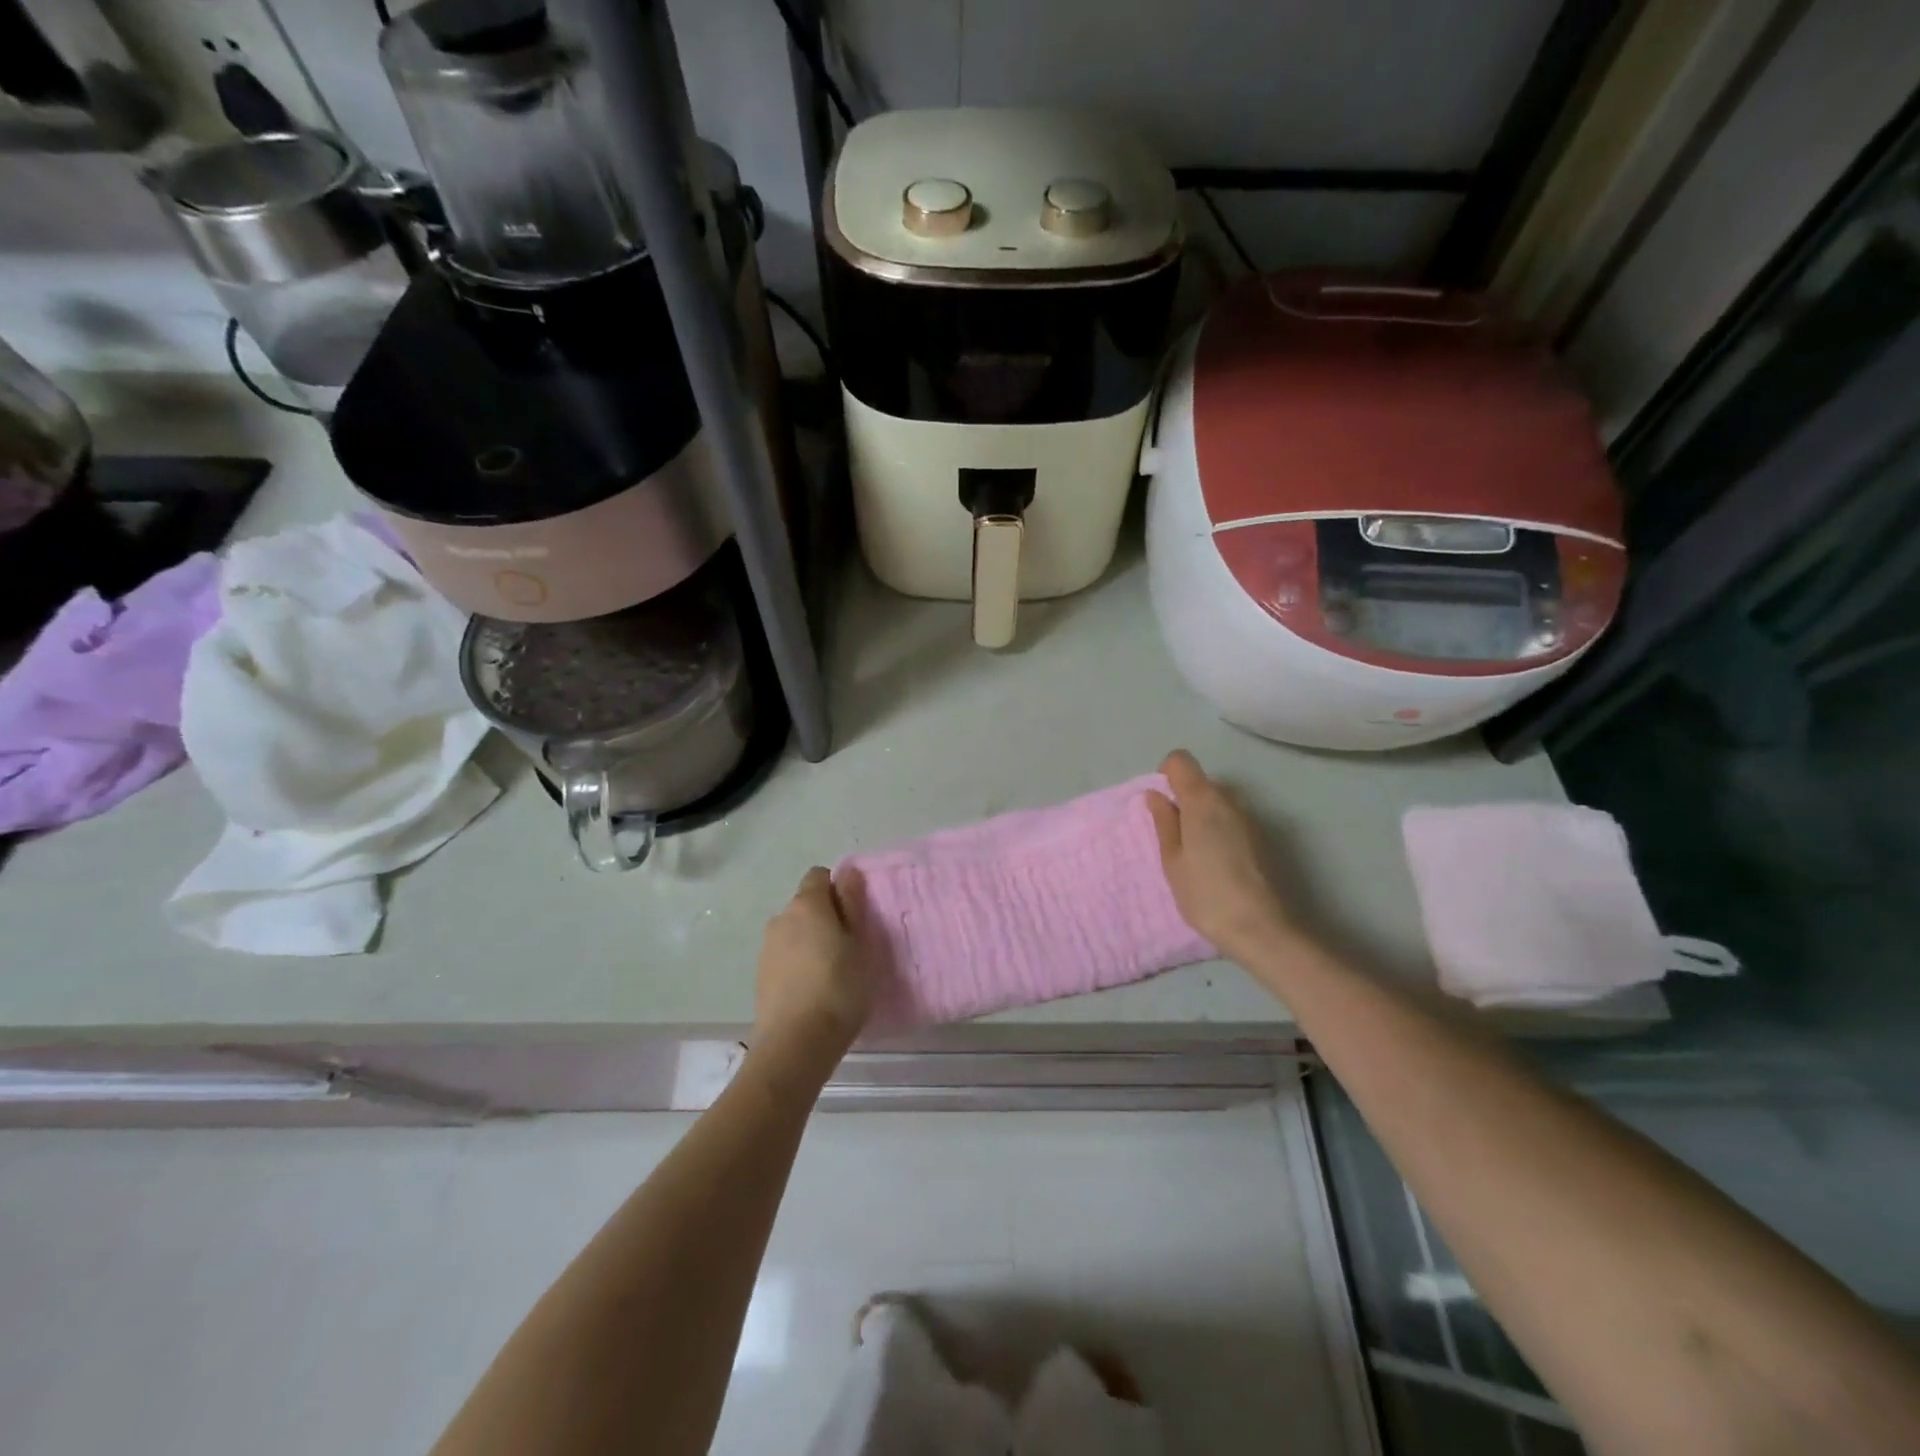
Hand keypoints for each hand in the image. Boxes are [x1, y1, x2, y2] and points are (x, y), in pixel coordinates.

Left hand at [752, 866, 873, 1075]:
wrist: (795, 1044)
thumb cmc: (838, 988)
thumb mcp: (859, 944)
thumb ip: (852, 904)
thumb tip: (847, 872)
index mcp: (807, 904)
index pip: (819, 876)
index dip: (838, 889)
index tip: (855, 914)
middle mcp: (781, 918)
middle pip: (806, 904)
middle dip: (826, 916)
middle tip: (850, 945)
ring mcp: (767, 947)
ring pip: (794, 931)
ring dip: (811, 941)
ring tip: (832, 971)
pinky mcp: (761, 975)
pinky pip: (785, 956)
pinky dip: (798, 963)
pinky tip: (813, 989)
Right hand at [1145, 749, 1301, 965]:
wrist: (1263, 929)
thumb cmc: (1206, 894)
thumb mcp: (1172, 860)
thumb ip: (1164, 822)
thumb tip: (1156, 795)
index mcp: (1203, 800)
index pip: (1181, 760)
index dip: (1166, 774)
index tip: (1161, 804)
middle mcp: (1231, 800)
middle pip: (1202, 782)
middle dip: (1185, 800)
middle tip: (1174, 838)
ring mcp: (1253, 818)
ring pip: (1220, 802)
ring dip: (1205, 817)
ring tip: (1198, 856)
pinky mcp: (1266, 838)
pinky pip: (1235, 821)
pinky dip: (1222, 831)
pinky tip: (1221, 865)